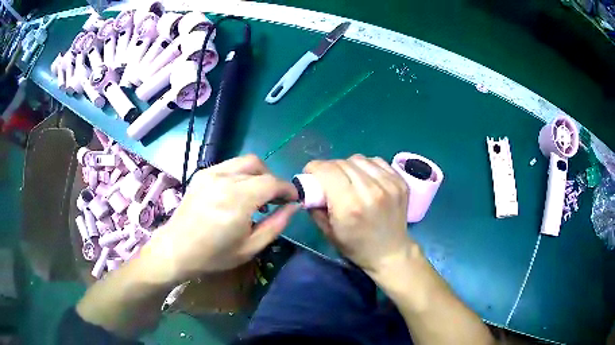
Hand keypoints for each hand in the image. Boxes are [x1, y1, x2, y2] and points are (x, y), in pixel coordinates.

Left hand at [141, 155, 298, 282]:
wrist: (177, 249)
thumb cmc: (214, 255)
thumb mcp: (250, 247)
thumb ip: (276, 224)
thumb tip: (293, 207)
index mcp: (238, 199)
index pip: (272, 182)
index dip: (287, 189)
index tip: (293, 200)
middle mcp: (225, 179)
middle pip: (259, 166)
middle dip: (273, 180)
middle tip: (274, 199)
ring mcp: (211, 173)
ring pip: (244, 161)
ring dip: (258, 174)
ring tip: (256, 195)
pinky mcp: (201, 174)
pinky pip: (229, 165)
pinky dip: (241, 174)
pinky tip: (237, 192)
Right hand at [304, 154, 412, 274]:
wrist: (390, 252)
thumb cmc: (356, 247)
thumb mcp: (328, 232)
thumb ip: (315, 206)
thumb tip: (309, 187)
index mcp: (350, 206)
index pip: (327, 170)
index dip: (314, 168)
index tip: (311, 174)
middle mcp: (371, 191)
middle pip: (342, 163)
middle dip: (329, 168)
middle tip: (327, 179)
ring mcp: (389, 184)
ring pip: (359, 159)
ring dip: (348, 166)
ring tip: (348, 179)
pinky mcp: (400, 181)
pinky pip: (376, 161)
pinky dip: (366, 166)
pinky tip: (365, 179)